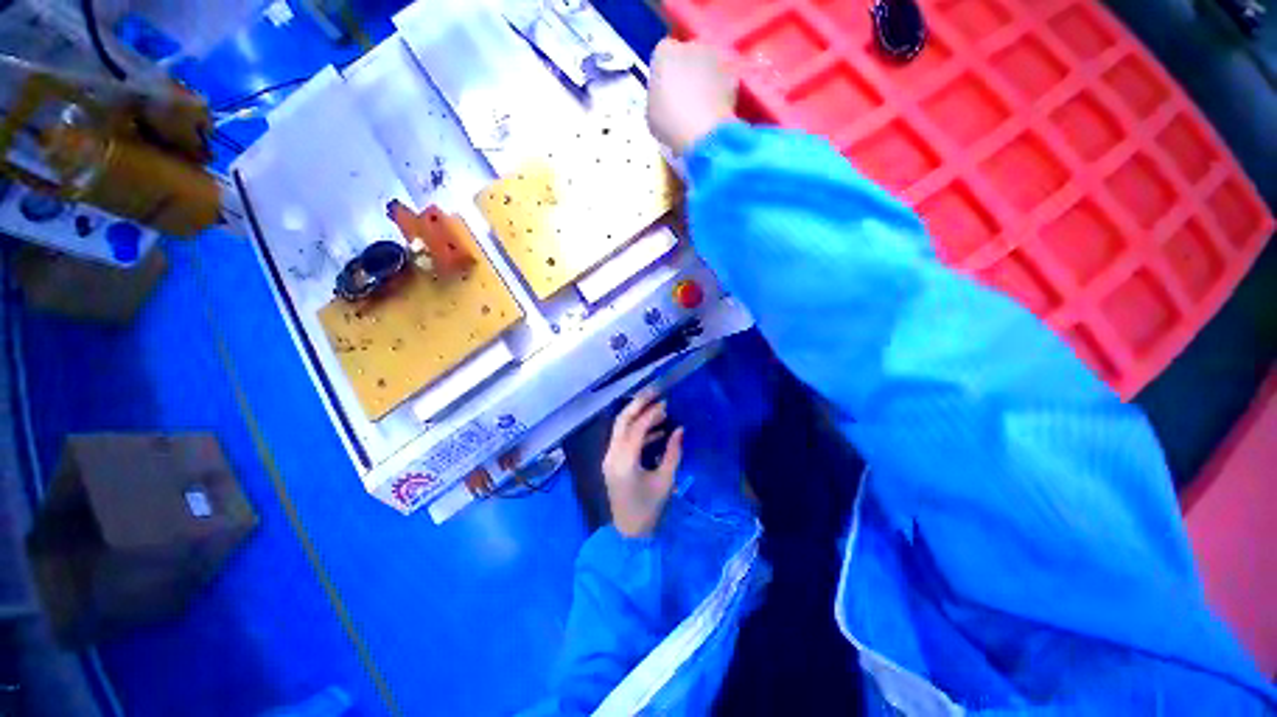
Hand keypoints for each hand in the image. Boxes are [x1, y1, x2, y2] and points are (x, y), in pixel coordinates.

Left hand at [602, 389, 684, 537]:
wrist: (629, 533)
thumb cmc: (649, 509)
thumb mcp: (665, 481)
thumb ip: (673, 452)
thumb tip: (680, 429)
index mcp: (625, 462)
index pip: (637, 429)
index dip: (651, 414)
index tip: (665, 403)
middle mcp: (612, 455)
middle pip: (621, 421)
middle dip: (637, 404)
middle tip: (653, 391)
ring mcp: (609, 458)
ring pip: (620, 428)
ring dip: (636, 416)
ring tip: (658, 410)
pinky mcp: (611, 462)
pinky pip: (622, 439)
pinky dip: (636, 431)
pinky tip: (654, 430)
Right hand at [647, 39, 738, 155]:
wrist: (702, 134)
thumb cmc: (669, 124)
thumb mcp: (653, 111)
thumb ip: (660, 96)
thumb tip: (667, 97)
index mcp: (664, 52)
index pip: (664, 53)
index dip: (666, 71)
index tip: (667, 89)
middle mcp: (691, 45)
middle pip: (689, 53)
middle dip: (688, 71)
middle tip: (686, 98)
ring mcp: (716, 57)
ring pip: (709, 65)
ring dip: (707, 79)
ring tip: (703, 106)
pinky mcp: (733, 74)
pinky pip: (724, 80)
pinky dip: (721, 91)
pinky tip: (716, 111)